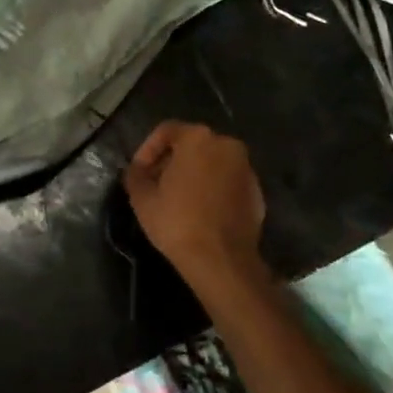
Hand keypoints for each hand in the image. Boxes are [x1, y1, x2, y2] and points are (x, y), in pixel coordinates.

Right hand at [124, 121, 267, 288]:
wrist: (222, 261)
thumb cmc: (178, 221)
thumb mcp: (142, 197)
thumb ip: (135, 175)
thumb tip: (136, 170)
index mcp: (198, 138)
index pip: (166, 131)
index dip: (147, 150)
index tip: (138, 172)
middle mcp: (226, 145)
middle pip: (191, 145)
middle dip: (171, 161)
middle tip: (155, 184)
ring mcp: (246, 169)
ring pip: (212, 163)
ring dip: (193, 175)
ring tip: (177, 200)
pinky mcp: (257, 193)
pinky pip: (227, 183)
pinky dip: (213, 190)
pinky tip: (200, 212)